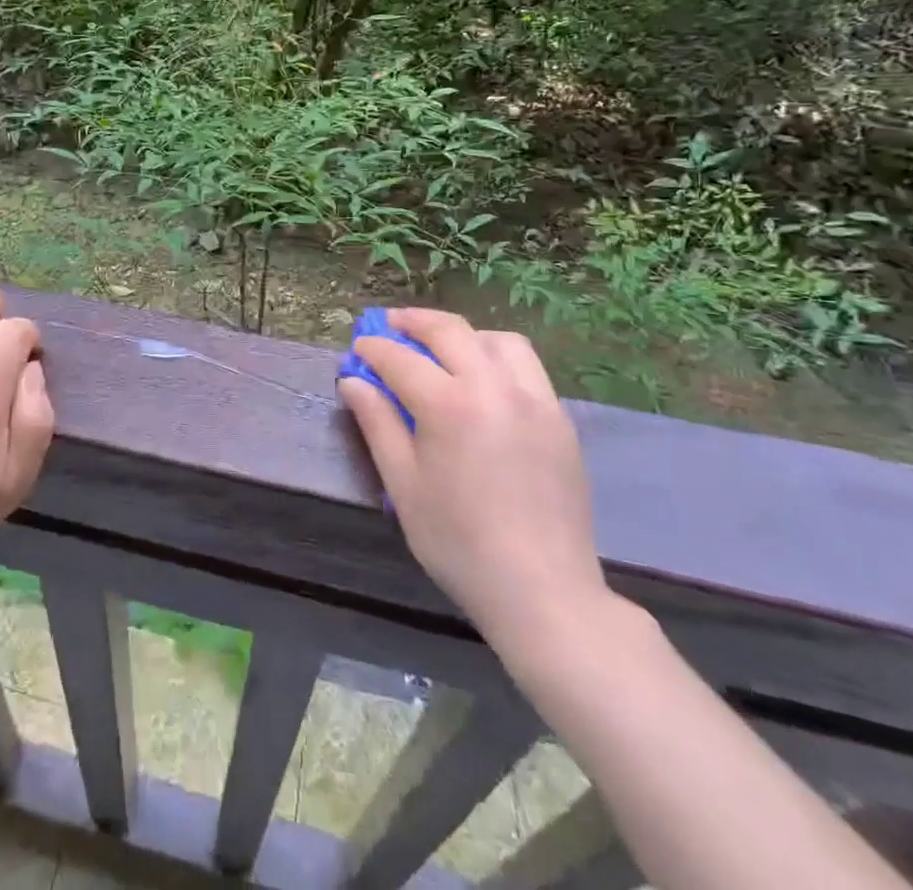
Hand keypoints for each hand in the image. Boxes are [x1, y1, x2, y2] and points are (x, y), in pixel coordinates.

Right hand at [338, 309, 610, 668]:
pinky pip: (527, 367)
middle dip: (414, 322)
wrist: (543, 591)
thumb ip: (377, 424)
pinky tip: (483, 380)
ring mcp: (535, 400)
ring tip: (441, 347)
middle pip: (450, 331)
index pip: (400, 358)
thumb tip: (352, 381)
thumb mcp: (403, 485)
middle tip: (391, 325)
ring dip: (463, 334)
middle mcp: (494, 388)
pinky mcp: (559, 419)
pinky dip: (497, 356)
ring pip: (497, 340)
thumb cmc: (458, 543)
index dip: (373, 348)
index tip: (358, 347)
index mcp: (449, 405)